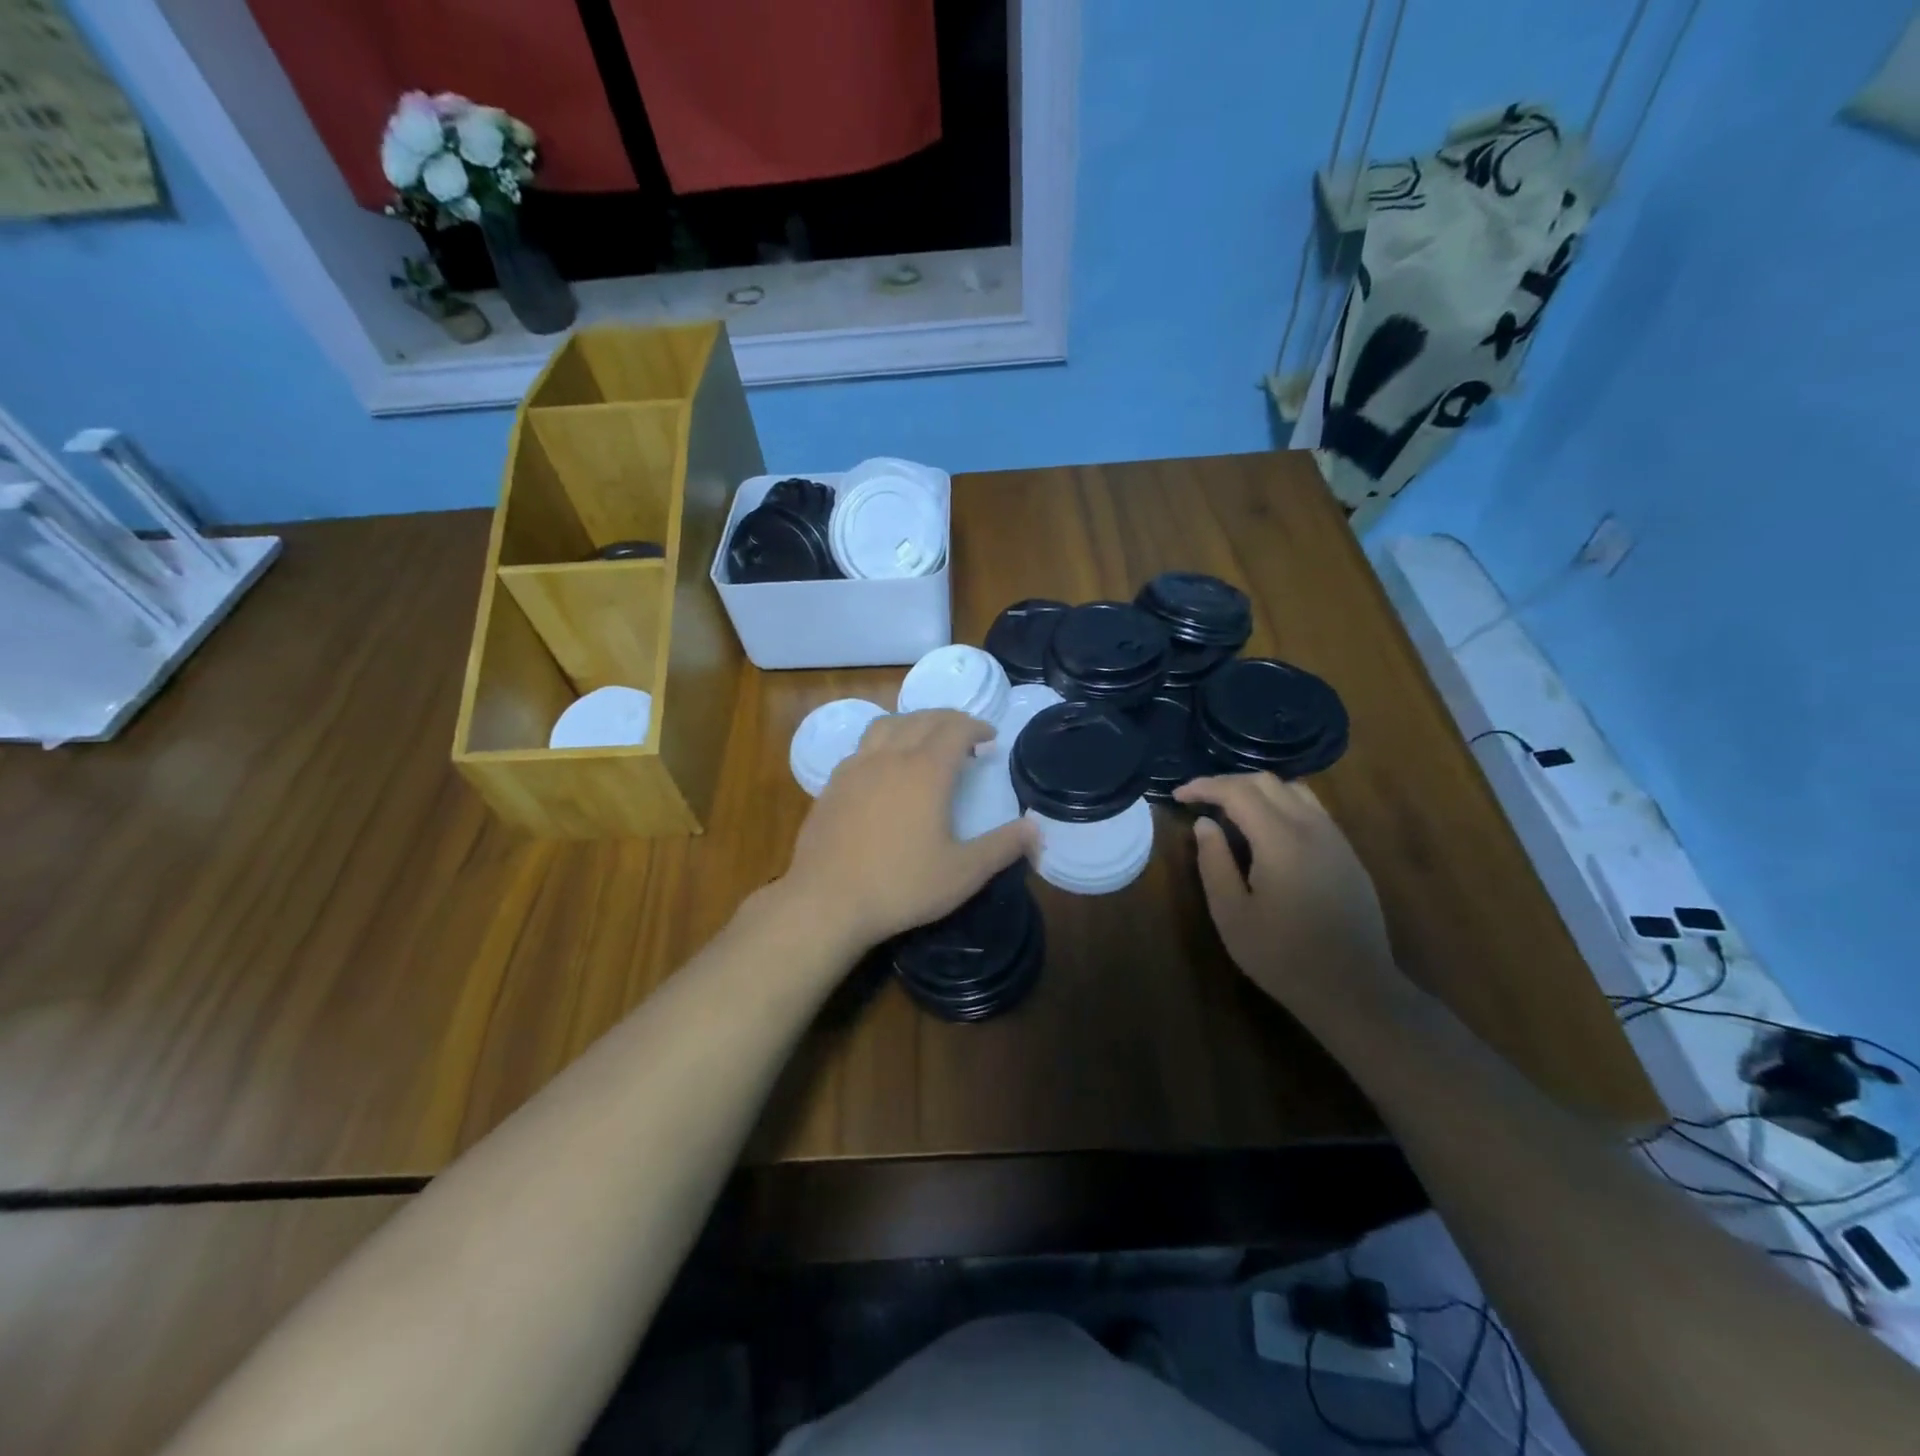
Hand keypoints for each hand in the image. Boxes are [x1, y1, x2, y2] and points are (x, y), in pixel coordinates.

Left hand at [780, 709, 1036, 951]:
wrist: (826, 901)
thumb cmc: (900, 885)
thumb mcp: (962, 873)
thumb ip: (1002, 847)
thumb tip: (1036, 829)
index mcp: (925, 771)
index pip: (955, 729)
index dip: (976, 727)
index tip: (990, 737)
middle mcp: (889, 757)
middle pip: (921, 719)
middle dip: (948, 719)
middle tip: (965, 734)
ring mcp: (855, 767)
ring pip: (887, 724)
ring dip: (913, 723)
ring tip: (925, 739)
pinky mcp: (832, 784)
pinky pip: (862, 746)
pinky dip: (883, 742)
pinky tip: (884, 768)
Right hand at [1174, 773, 1399, 1013]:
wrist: (1354, 989)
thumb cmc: (1283, 956)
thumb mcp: (1232, 914)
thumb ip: (1214, 862)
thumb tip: (1204, 824)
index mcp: (1281, 840)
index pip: (1238, 792)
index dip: (1205, 787)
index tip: (1179, 795)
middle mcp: (1312, 828)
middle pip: (1267, 782)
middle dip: (1228, 782)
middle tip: (1199, 798)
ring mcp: (1336, 839)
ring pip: (1294, 790)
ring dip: (1258, 790)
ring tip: (1231, 808)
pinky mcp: (1348, 854)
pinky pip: (1312, 809)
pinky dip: (1281, 803)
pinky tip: (1267, 828)